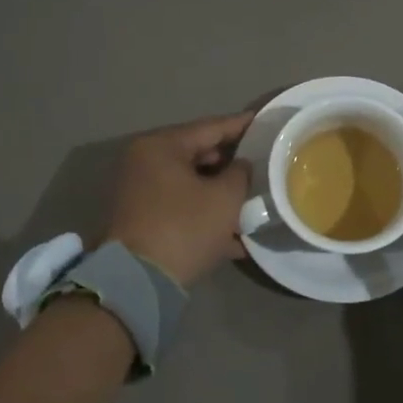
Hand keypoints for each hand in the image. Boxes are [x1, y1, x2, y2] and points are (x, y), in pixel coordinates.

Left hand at [106, 111, 255, 286]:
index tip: (265, 121)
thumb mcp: (225, 198)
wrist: (138, 281)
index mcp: (161, 146)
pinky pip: (180, 206)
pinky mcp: (140, 219)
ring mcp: (139, 191)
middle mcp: (144, 162)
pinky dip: (204, 214)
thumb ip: (240, 173)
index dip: (241, 125)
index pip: (210, 127)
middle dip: (230, 164)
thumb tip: (241, 166)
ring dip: (219, 193)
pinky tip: (233, 235)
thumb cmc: (184, 228)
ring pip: (190, 184)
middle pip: (198, 155)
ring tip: (251, 200)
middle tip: (262, 164)